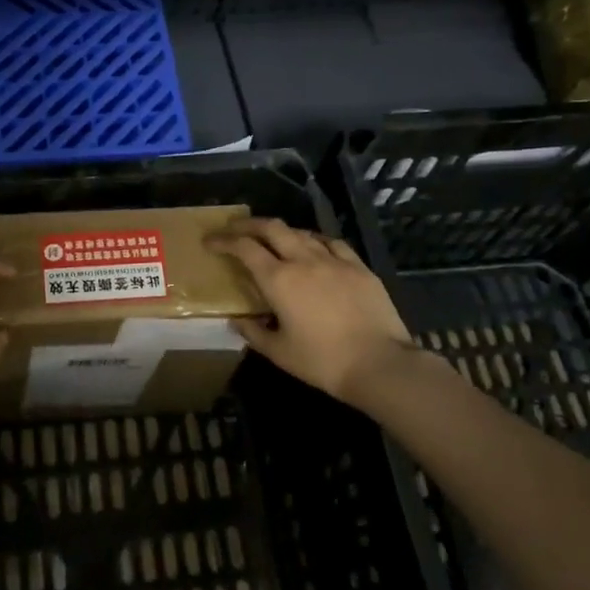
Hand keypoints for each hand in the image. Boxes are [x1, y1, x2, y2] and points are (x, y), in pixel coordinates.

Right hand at [208, 218, 420, 403]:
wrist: (380, 364)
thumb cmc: (322, 362)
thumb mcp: (279, 352)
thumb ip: (254, 333)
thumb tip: (238, 321)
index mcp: (279, 279)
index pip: (244, 248)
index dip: (224, 240)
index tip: (210, 240)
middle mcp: (303, 260)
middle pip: (271, 228)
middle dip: (248, 224)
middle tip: (234, 228)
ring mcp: (334, 260)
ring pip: (301, 232)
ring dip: (280, 231)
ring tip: (272, 239)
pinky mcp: (359, 267)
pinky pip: (331, 243)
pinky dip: (314, 240)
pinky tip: (314, 247)